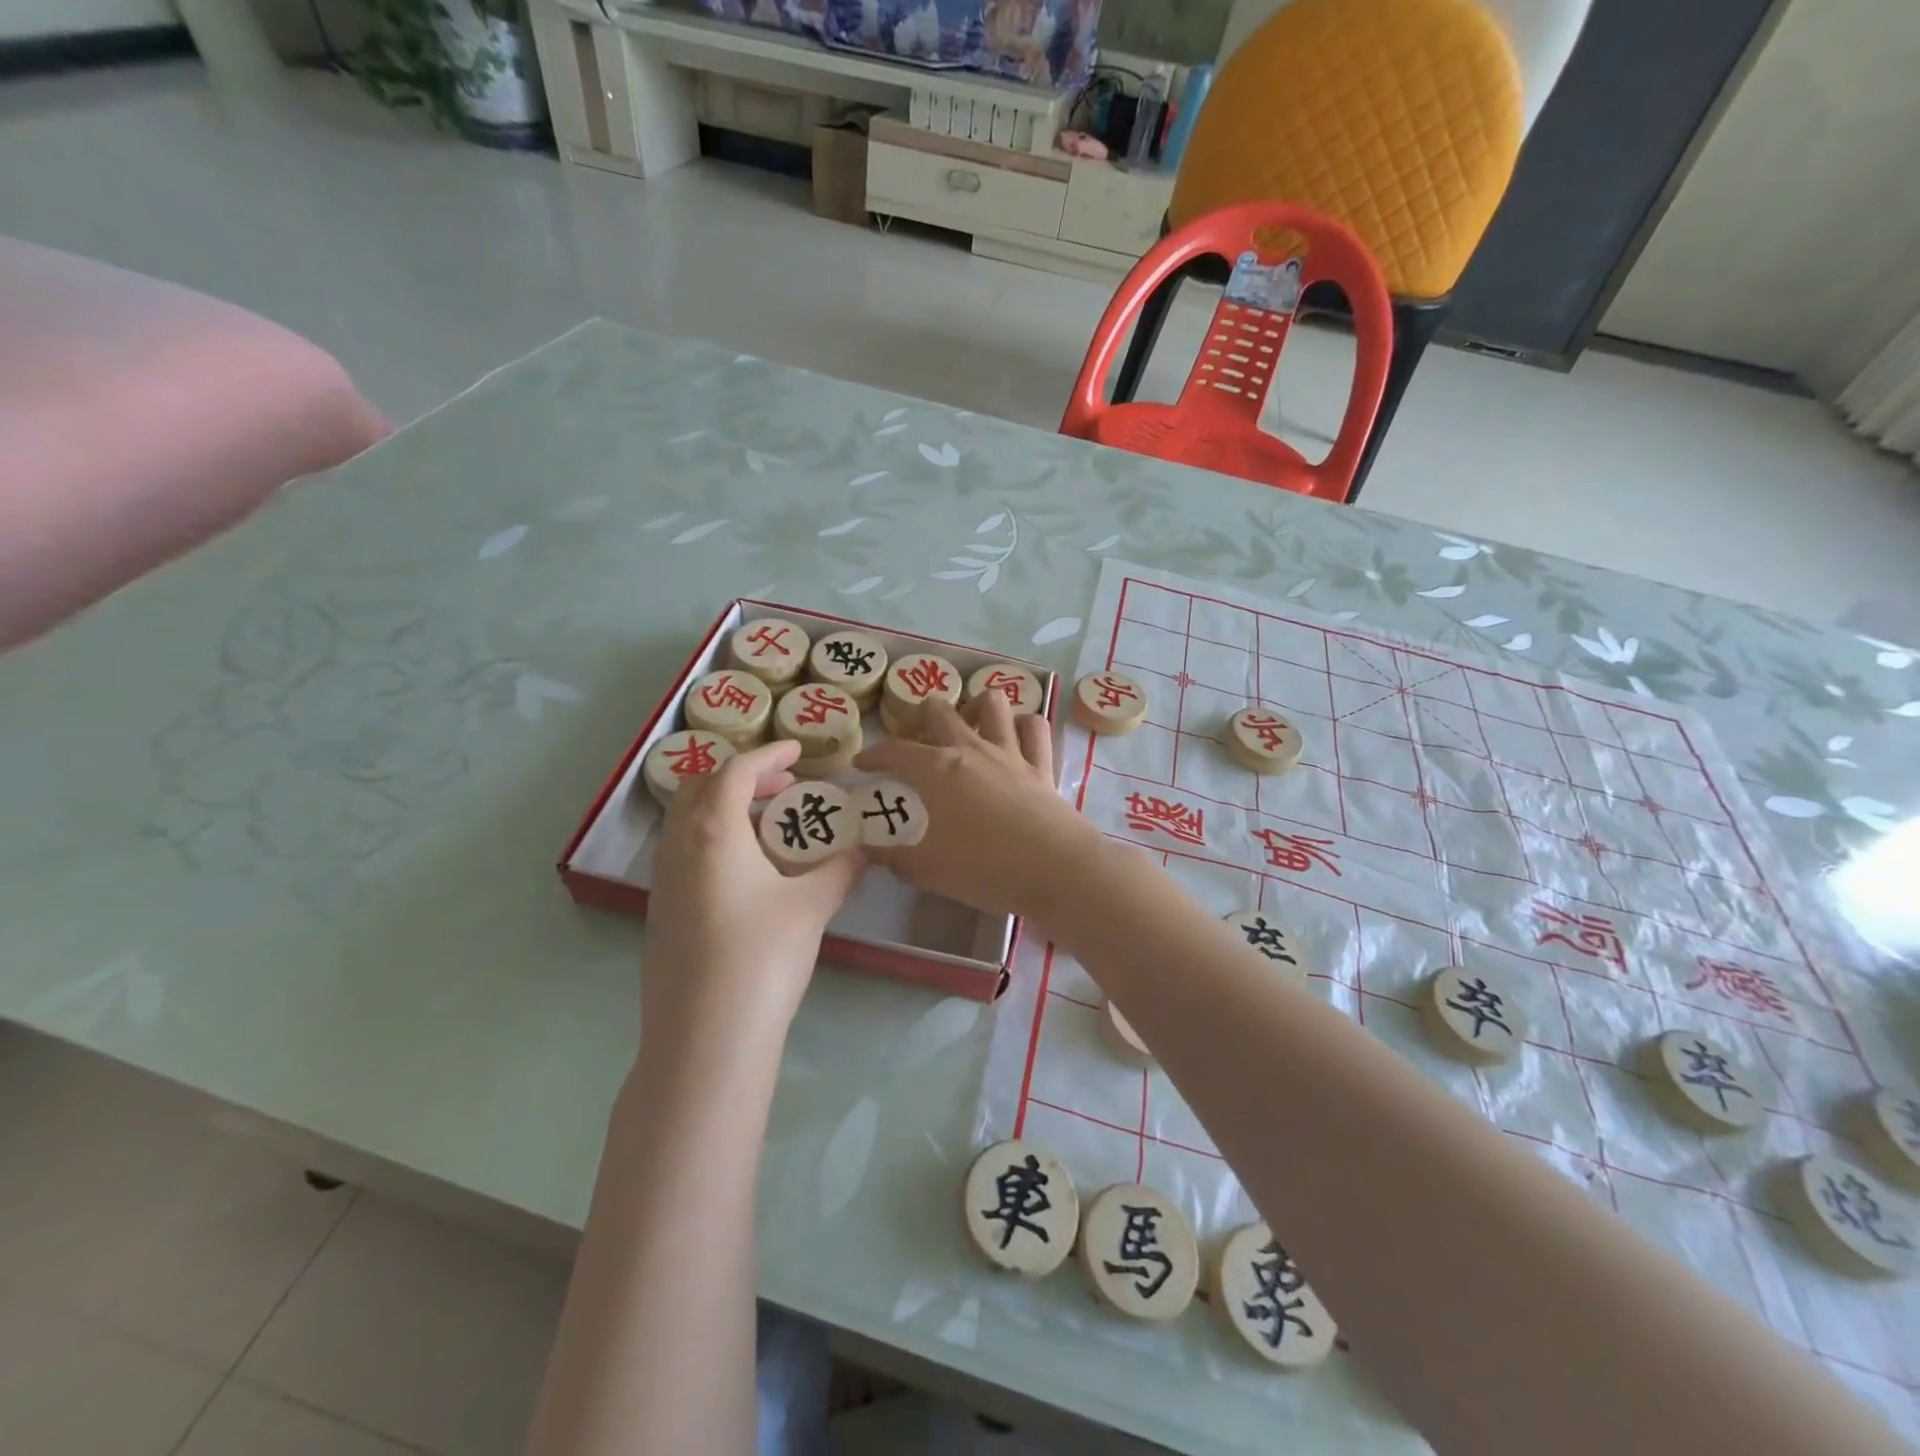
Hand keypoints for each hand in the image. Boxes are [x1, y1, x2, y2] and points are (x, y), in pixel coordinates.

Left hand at [643, 739, 865, 1051]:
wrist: (705, 1038)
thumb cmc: (762, 957)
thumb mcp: (812, 906)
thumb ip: (842, 868)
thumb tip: (866, 849)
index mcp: (713, 831)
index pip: (735, 771)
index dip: (768, 754)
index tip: (799, 750)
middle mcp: (679, 846)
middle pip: (702, 786)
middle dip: (744, 776)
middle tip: (786, 786)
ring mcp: (664, 880)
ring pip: (690, 820)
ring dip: (728, 808)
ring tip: (773, 825)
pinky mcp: (662, 910)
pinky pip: (687, 851)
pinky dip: (717, 838)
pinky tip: (751, 870)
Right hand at [855, 694, 1097, 920]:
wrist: (1055, 869)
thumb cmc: (985, 868)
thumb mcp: (929, 870)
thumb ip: (895, 859)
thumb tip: (870, 853)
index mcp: (937, 770)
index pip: (895, 751)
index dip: (874, 754)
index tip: (862, 764)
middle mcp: (972, 750)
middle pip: (940, 711)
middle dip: (920, 716)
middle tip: (915, 738)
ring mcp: (1011, 753)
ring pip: (992, 703)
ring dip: (975, 707)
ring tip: (967, 725)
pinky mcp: (1042, 766)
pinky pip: (1034, 728)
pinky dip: (1023, 725)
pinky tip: (1015, 736)